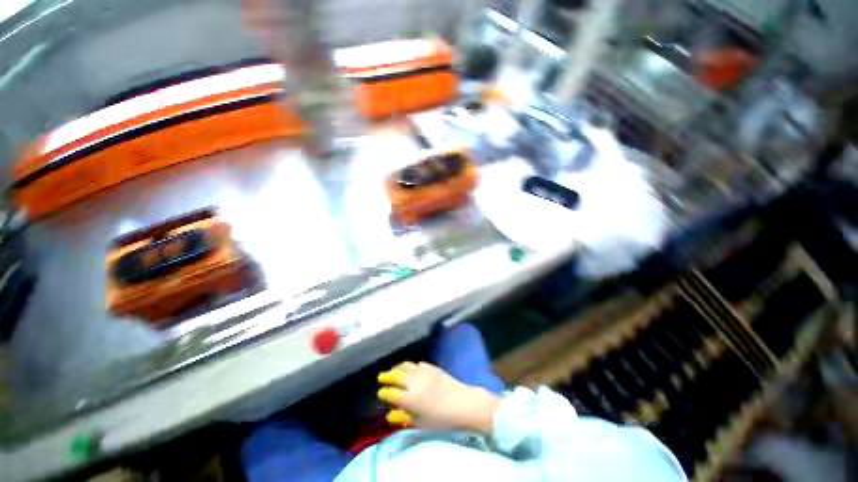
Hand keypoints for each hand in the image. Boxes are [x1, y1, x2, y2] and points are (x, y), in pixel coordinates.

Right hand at [377, 362, 500, 434]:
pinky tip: (410, 368)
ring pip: (406, 366)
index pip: (391, 393)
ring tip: (393, 370)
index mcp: (409, 398)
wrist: (463, 403)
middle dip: (387, 376)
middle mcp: (413, 381)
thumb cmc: (441, 419)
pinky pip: (417, 364)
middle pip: (396, 375)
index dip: (384, 393)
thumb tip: (390, 415)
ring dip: (397, 367)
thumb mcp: (420, 423)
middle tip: (381, 377)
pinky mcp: (432, 367)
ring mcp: (423, 372)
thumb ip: (403, 417)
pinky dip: (410, 365)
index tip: (380, 393)